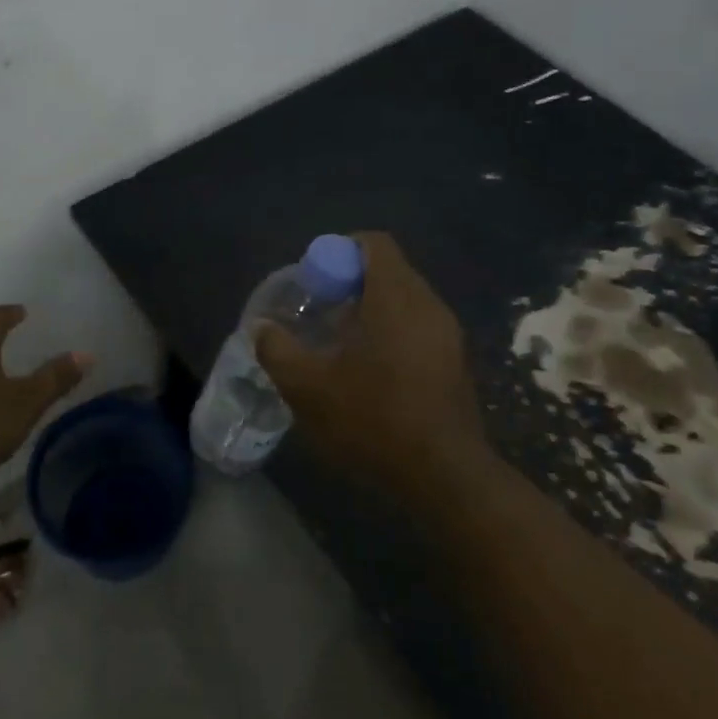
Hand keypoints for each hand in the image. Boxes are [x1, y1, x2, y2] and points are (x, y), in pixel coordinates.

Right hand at [254, 232, 487, 507]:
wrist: (444, 475)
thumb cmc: (374, 419)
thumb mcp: (308, 387)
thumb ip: (277, 350)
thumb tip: (262, 328)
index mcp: (396, 297)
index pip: (374, 243)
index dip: (340, 250)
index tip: (315, 280)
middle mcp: (428, 305)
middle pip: (388, 270)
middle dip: (350, 283)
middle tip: (320, 312)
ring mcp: (448, 334)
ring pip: (404, 300)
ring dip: (371, 310)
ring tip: (340, 343)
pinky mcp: (455, 362)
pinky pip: (418, 326)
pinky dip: (391, 332)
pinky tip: (370, 371)